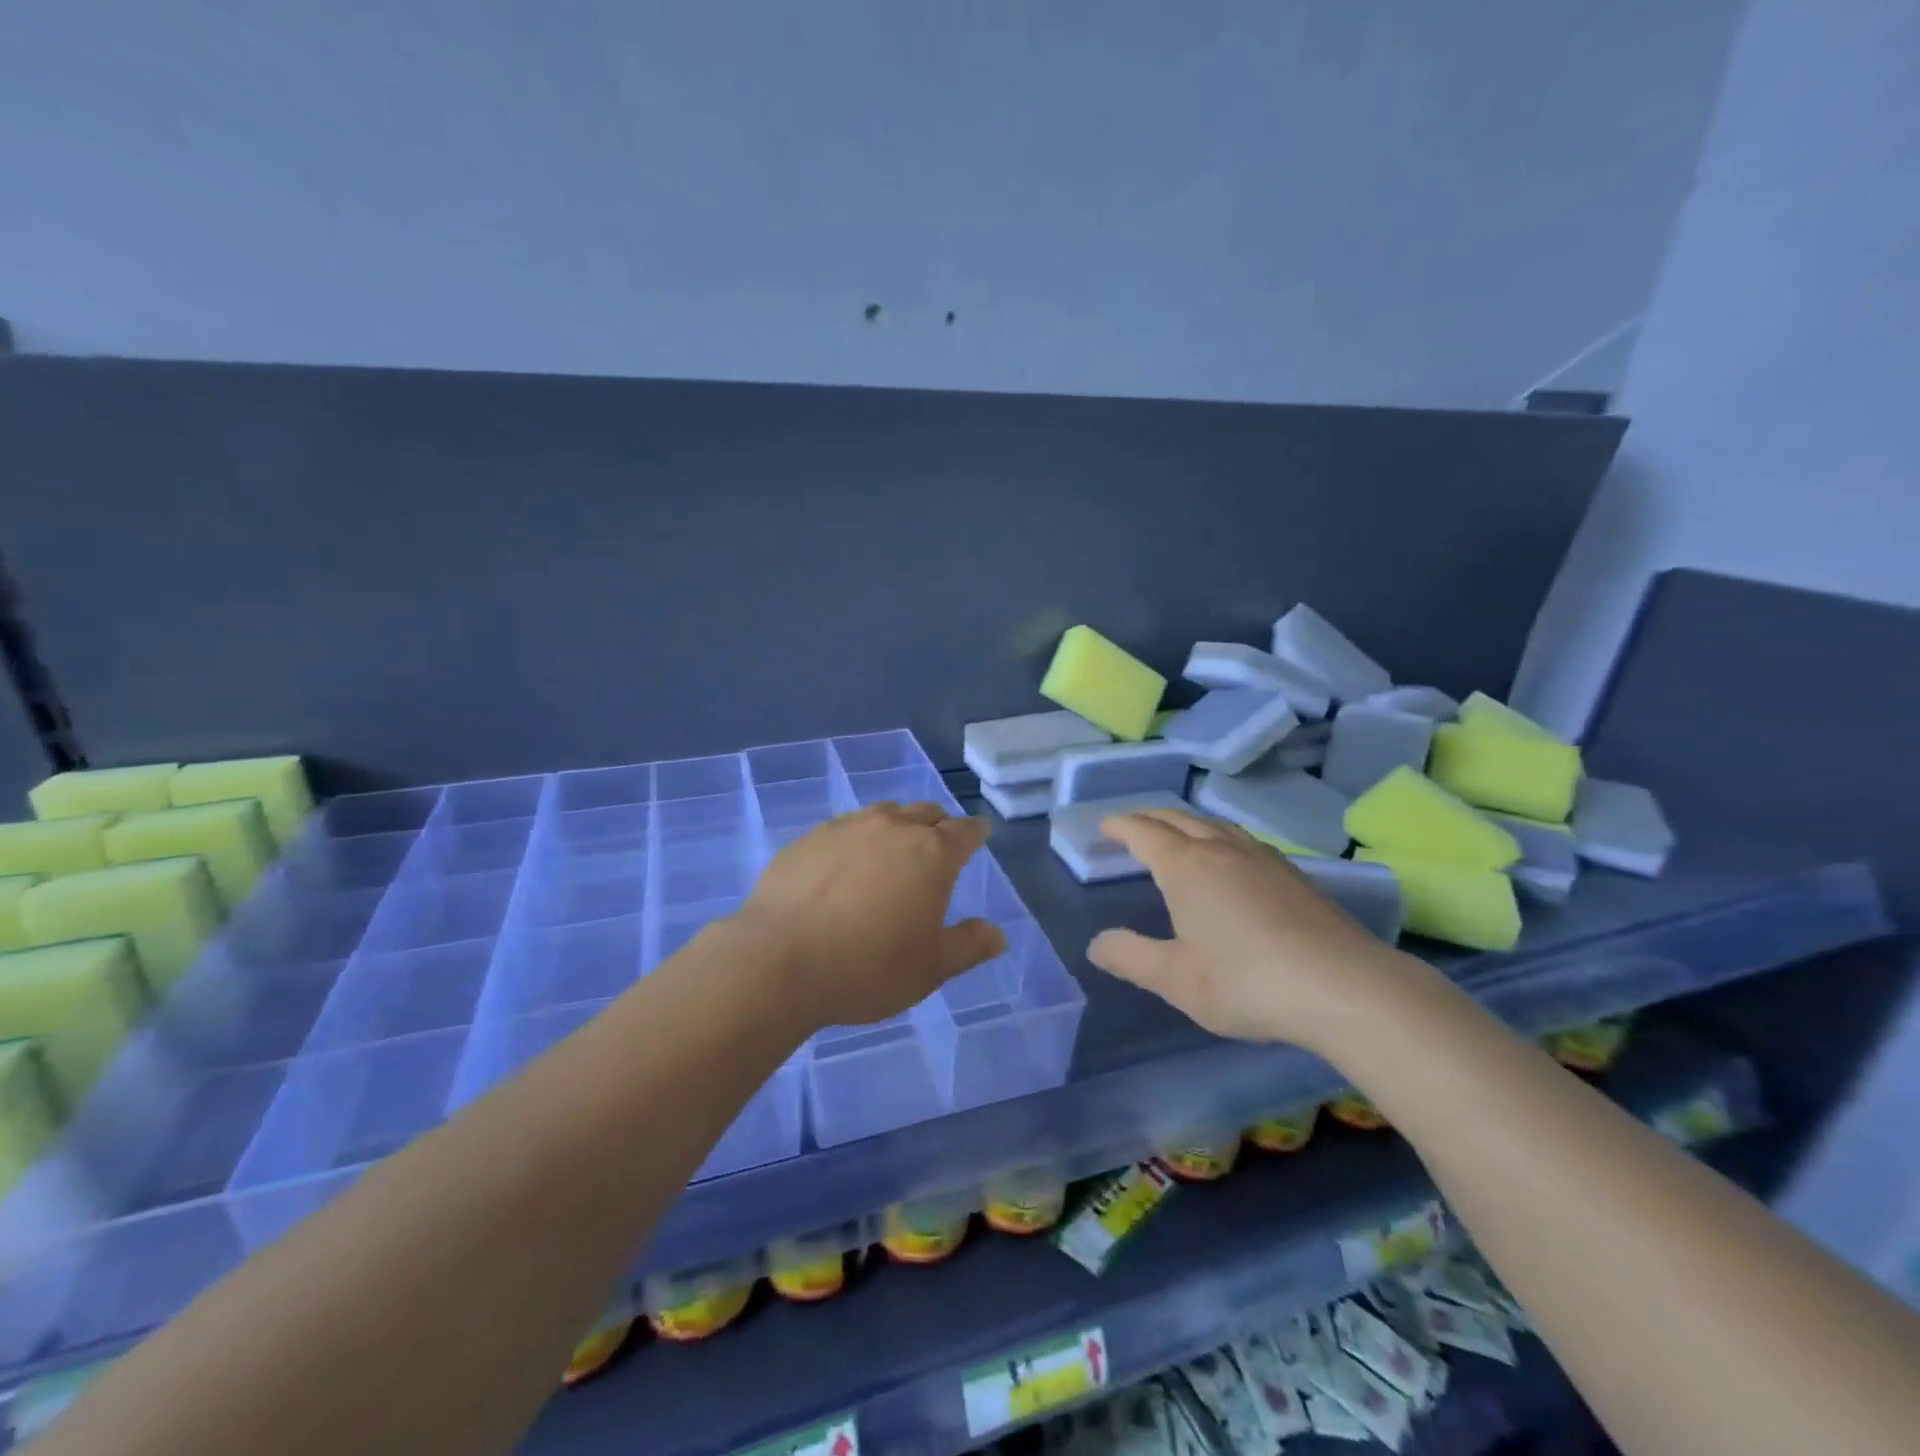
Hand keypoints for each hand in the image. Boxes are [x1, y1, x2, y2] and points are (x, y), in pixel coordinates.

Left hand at [733, 802, 1007, 1028]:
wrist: (778, 960)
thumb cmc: (868, 967)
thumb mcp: (930, 968)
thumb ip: (969, 946)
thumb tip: (997, 935)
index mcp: (931, 853)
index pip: (965, 831)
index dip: (976, 833)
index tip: (979, 836)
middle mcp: (892, 828)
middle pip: (925, 813)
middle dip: (938, 825)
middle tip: (938, 846)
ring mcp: (846, 828)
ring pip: (883, 814)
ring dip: (896, 827)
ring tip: (892, 851)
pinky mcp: (807, 839)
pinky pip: (843, 829)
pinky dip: (856, 840)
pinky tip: (844, 866)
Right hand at [1087, 808, 1425, 1051]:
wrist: (1344, 987)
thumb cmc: (1247, 981)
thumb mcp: (1177, 979)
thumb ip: (1131, 957)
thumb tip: (1097, 943)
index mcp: (1186, 867)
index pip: (1144, 832)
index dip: (1120, 826)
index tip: (1103, 826)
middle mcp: (1222, 850)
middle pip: (1178, 819)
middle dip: (1149, 818)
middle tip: (1130, 826)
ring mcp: (1262, 858)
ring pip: (1214, 825)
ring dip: (1186, 823)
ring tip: (1176, 835)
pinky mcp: (1293, 873)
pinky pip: (1241, 839)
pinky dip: (1218, 836)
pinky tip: (1230, 859)